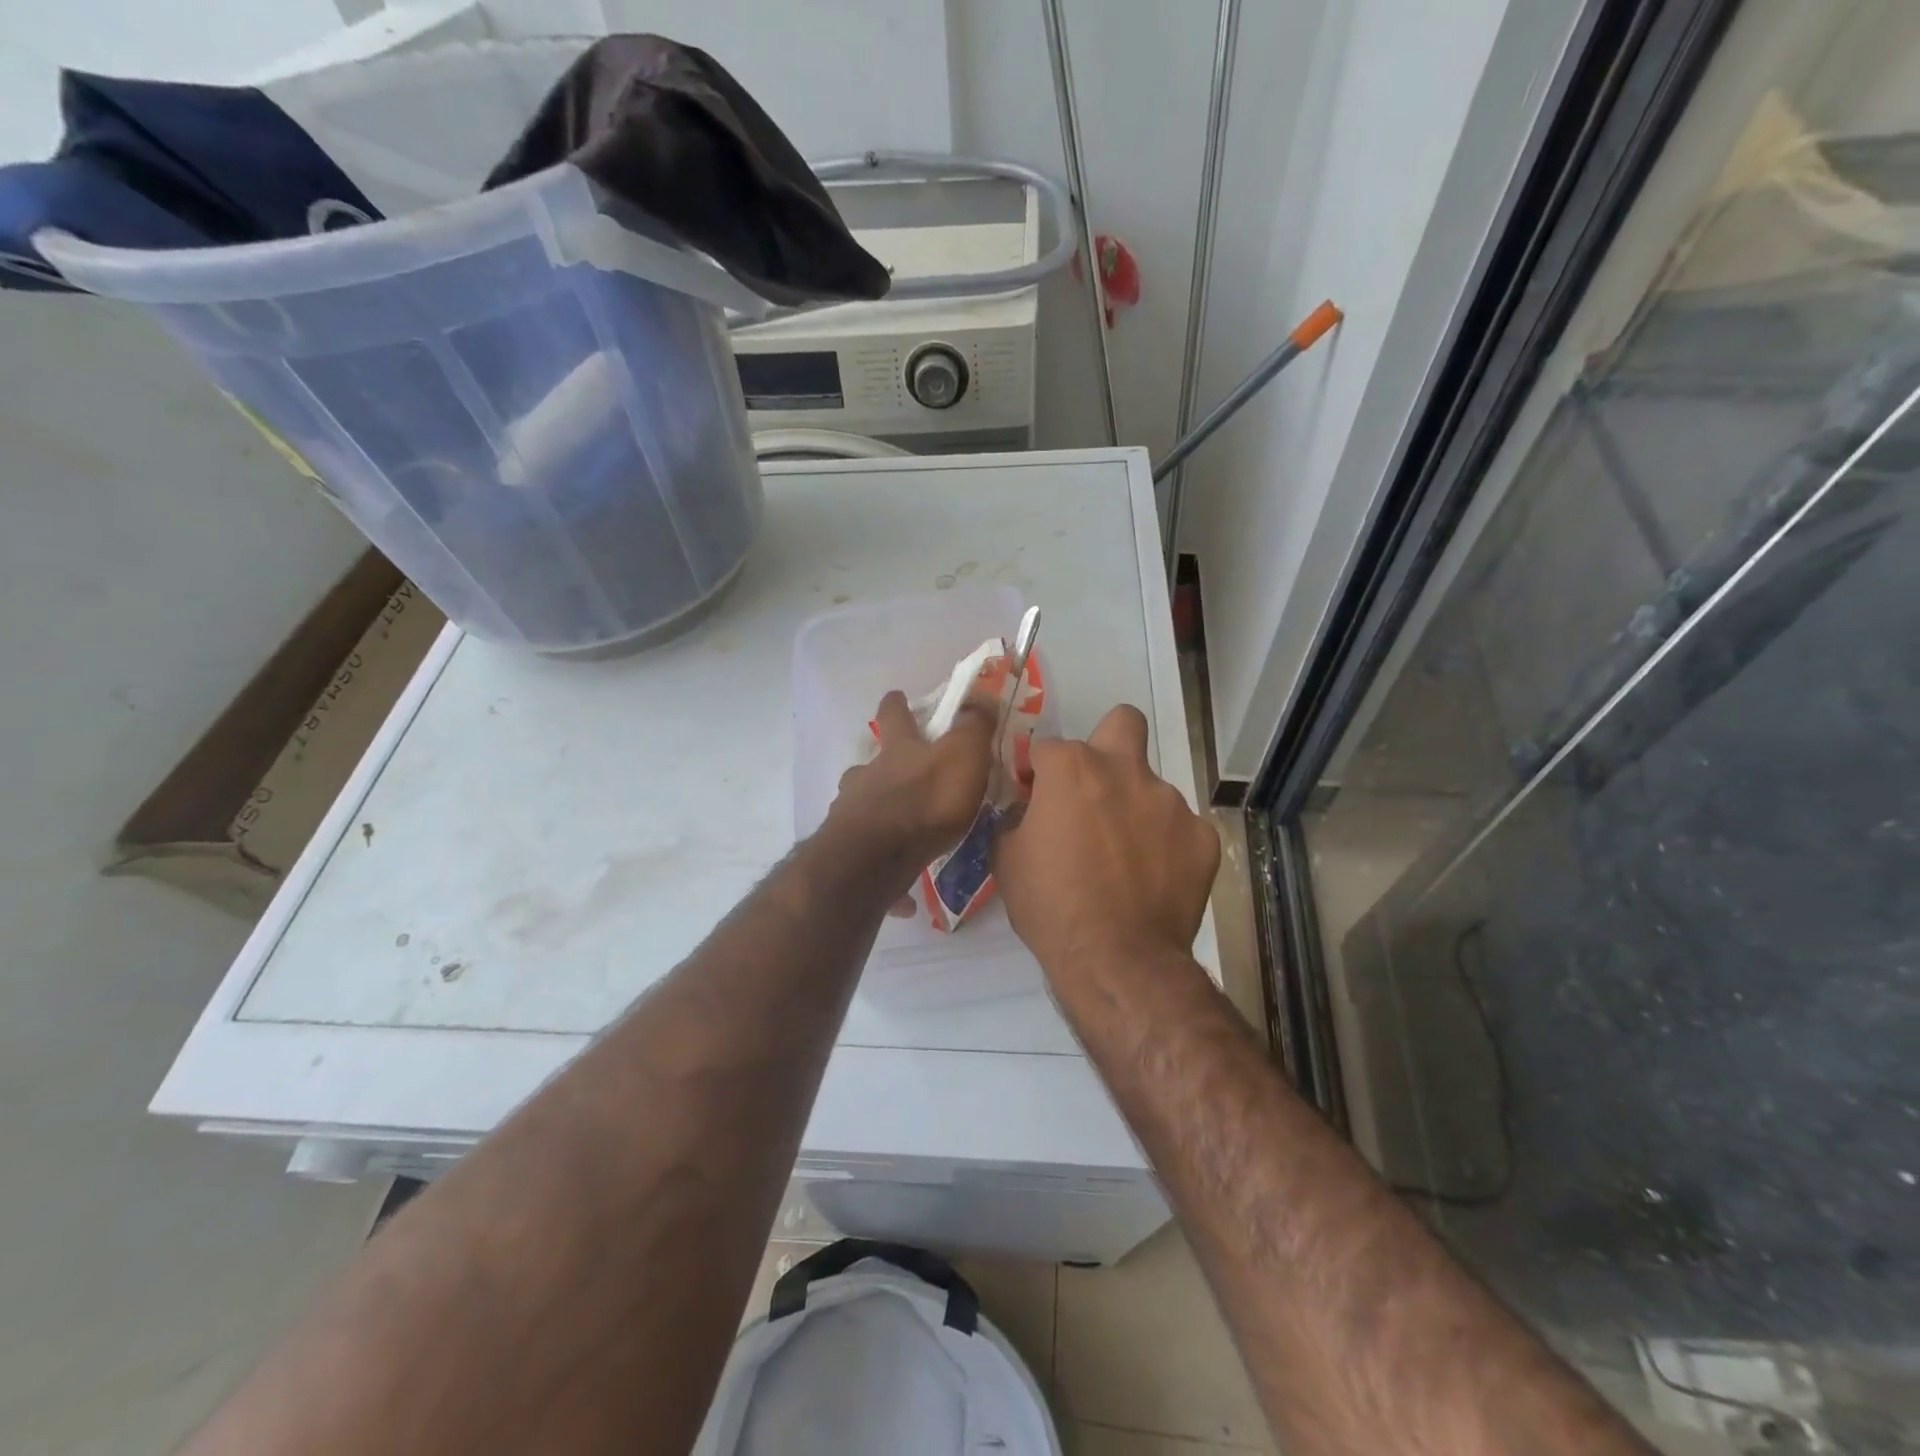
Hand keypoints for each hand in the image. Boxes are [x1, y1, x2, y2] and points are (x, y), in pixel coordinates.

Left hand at [826, 690, 996, 894]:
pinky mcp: (849, 855)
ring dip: (880, 816)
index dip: (897, 704)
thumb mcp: (963, 755)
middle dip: (884, 767)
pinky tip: (905, 899)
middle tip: (904, 779)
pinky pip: (870, 863)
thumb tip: (980, 695)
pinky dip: (885, 873)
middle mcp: (867, 778)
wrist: (876, 858)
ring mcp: (851, 815)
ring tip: (903, 838)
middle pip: (870, 764)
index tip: (897, 697)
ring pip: (862, 808)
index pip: (894, 715)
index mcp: (897, 751)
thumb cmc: (926, 801)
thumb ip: (974, 726)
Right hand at [994, 704, 1219, 983]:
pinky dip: (1165, 845)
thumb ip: (1016, 817)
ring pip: (1150, 787)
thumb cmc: (1051, 906)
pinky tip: (1152, 879)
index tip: (1034, 798)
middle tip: (1094, 787)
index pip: (1047, 748)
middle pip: (1123, 722)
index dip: (1037, 773)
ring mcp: (1170, 802)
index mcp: (1072, 768)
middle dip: (1108, 742)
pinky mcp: (1202, 837)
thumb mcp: (1006, 859)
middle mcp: (1125, 771)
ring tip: (1124, 859)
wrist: (1118, 960)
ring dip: (1134, 809)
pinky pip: (1179, 829)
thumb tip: (1029, 807)